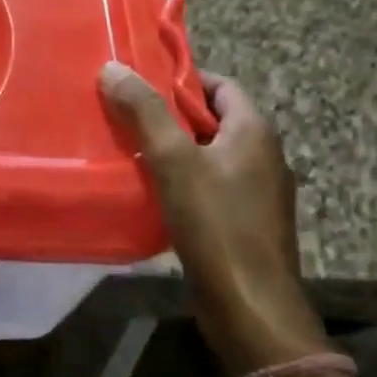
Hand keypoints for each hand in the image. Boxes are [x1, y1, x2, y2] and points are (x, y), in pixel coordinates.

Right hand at [100, 61, 326, 375]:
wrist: (252, 309)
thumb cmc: (216, 224)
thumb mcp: (174, 160)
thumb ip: (145, 112)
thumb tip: (113, 67)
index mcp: (254, 132)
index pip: (220, 85)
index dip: (182, 79)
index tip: (140, 83)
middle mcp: (263, 156)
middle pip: (212, 120)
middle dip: (170, 115)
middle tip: (125, 114)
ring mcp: (258, 193)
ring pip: (208, 155)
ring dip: (173, 150)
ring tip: (129, 149)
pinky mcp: (246, 223)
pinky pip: (210, 186)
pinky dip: (182, 181)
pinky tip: (150, 191)